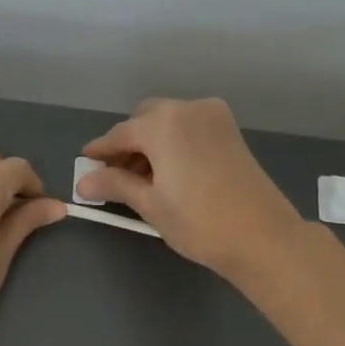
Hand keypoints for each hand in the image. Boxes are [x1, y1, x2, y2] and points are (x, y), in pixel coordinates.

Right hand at [76, 97, 305, 280]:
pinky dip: (173, 143)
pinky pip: (189, 128)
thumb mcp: (150, 204)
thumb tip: (82, 182)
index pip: (120, 133)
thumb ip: (115, 185)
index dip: (100, 151)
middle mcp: (188, 109)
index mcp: (164, 123)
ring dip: (151, 144)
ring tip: (142, 180)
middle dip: (128, 144)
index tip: (85, 164)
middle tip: (116, 177)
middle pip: (145, 120)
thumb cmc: (199, 222)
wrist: (262, 236)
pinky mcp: (230, 131)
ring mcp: (214, 117)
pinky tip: (169, 173)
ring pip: (169, 122)